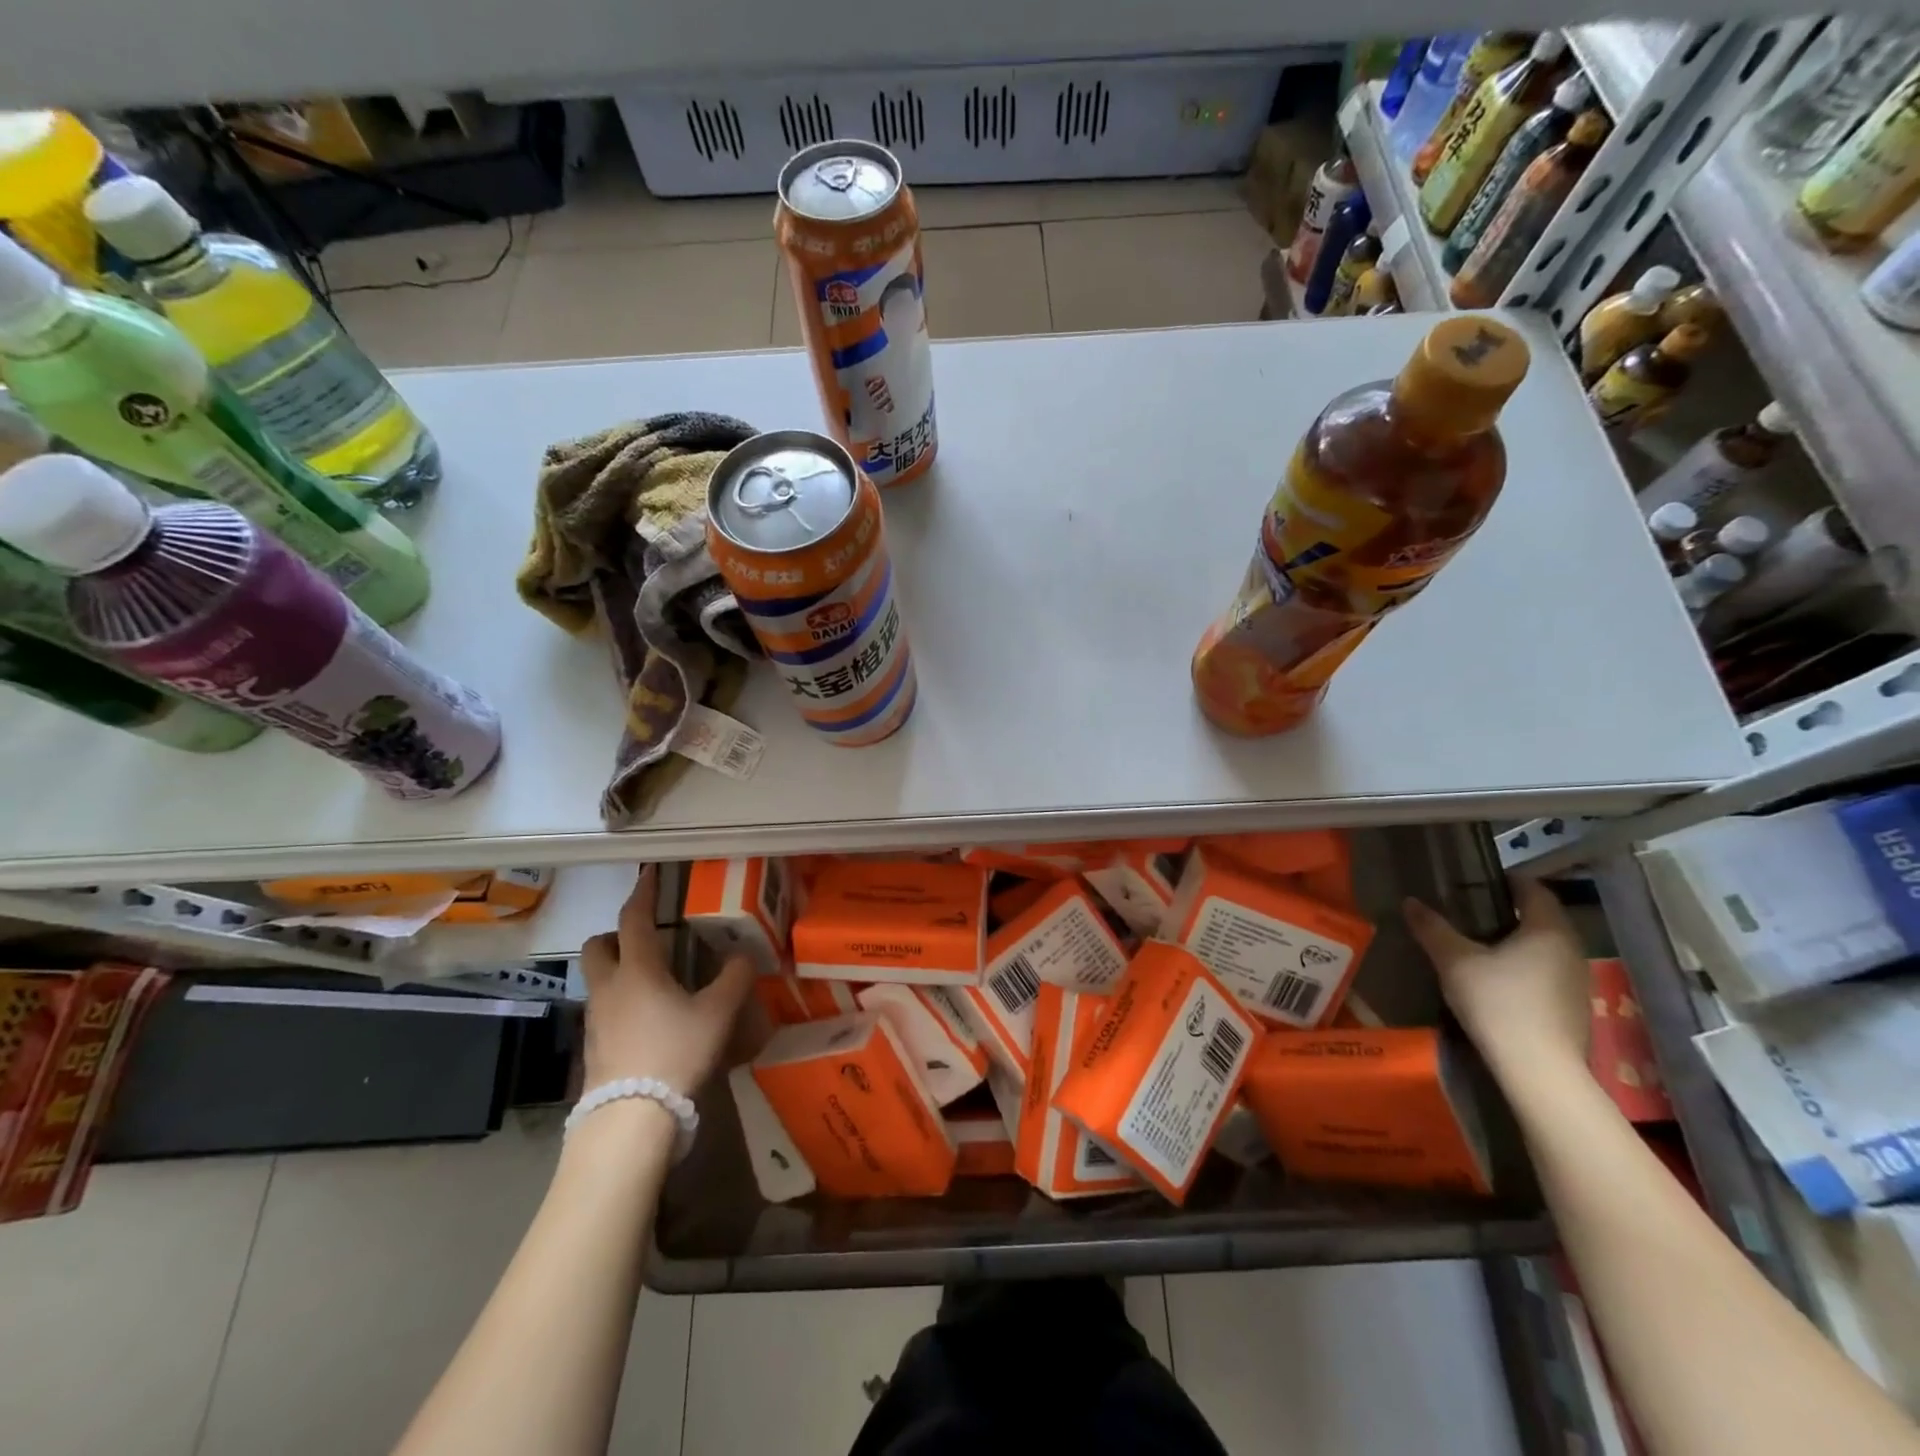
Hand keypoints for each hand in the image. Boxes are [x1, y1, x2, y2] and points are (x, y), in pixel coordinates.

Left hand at [578, 865, 753, 1094]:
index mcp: (638, 970)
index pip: (633, 919)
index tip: (649, 874)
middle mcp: (609, 987)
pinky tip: (648, 1019)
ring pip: (598, 979)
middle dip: (616, 935)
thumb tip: (741, 956)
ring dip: (619, 970)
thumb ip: (734, 978)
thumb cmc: (675, 1052)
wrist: (631, 1118)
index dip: (642, 893)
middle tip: (646, 939)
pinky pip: (603, 1009)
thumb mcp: (718, 1013)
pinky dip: (621, 1002)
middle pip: (597, 946)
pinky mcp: (592, 1047)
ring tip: (654, 981)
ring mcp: (595, 1019)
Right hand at [1403, 876, 1591, 1088]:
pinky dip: (1524, 966)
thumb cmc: (1498, 1002)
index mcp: (1548, 929)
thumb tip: (1411, 901)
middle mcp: (1571, 949)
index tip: (1476, 880)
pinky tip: (1497, 980)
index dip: (1506, 880)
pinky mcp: (1573, 1007)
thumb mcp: (1454, 960)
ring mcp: (1577, 980)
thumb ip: (1432, 928)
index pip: (1534, 889)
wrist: (1539, 1070)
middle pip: (1541, 918)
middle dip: (1508, 911)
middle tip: (1469, 910)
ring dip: (1516, 941)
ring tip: (1478, 944)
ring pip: (1545, 947)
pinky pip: (1547, 972)